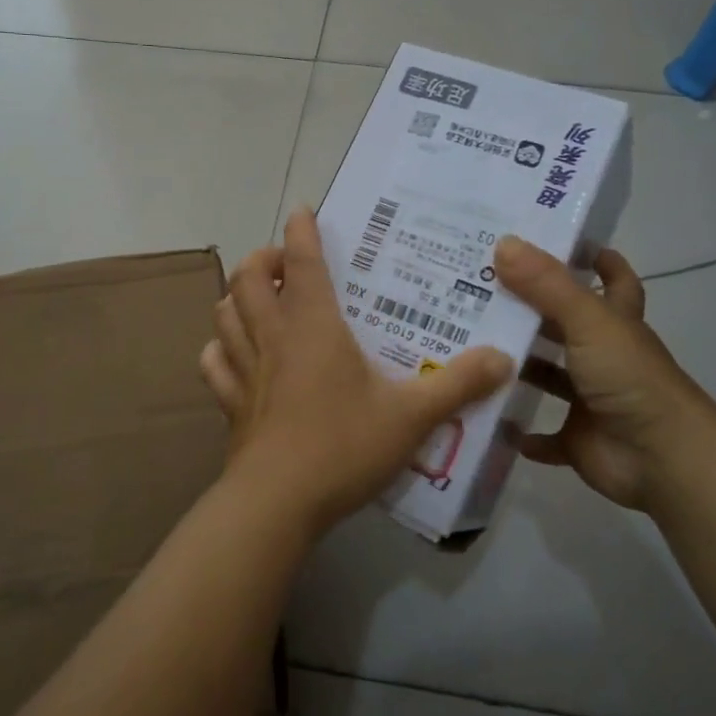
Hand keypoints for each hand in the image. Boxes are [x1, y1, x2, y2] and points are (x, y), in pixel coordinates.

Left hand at [201, 210, 513, 539]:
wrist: (278, 503)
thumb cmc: (344, 446)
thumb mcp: (412, 416)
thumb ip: (457, 385)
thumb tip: (502, 358)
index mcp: (312, 326)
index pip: (303, 262)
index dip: (301, 231)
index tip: (303, 211)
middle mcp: (272, 337)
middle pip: (248, 278)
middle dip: (263, 259)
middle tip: (286, 264)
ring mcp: (244, 370)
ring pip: (224, 314)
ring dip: (238, 296)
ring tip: (261, 300)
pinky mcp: (230, 404)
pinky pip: (213, 364)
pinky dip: (220, 348)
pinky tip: (234, 353)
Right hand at [493, 236, 715, 512]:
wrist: (664, 459)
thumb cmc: (630, 379)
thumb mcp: (589, 321)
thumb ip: (547, 284)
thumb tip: (504, 242)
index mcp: (614, 323)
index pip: (612, 280)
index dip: (594, 260)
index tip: (559, 242)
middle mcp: (603, 356)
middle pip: (565, 325)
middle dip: (530, 310)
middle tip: (481, 289)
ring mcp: (590, 400)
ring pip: (549, 377)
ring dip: (518, 367)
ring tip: (469, 347)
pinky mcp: (578, 439)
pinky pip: (544, 436)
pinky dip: (521, 431)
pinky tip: (488, 415)